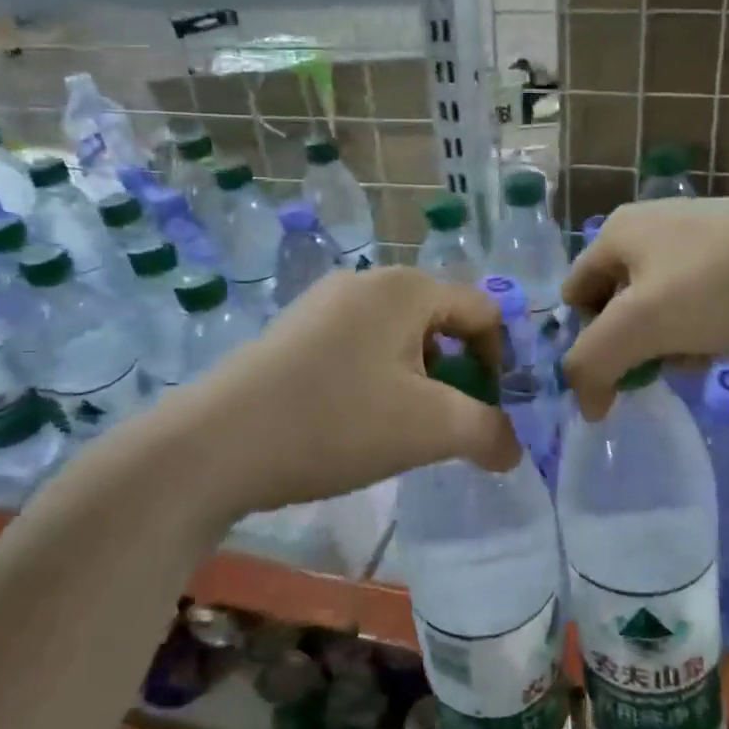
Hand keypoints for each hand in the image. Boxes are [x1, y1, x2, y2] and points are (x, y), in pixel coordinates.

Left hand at [177, 267, 520, 513]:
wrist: (216, 445)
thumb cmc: (337, 422)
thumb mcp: (431, 429)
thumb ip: (489, 432)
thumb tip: (512, 448)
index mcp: (406, 288)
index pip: (483, 311)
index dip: (500, 362)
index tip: (490, 413)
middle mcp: (366, 281)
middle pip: (440, 322)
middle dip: (456, 375)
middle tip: (445, 425)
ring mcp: (323, 303)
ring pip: (397, 337)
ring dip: (416, 380)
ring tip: (399, 429)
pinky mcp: (293, 331)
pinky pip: (357, 347)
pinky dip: (375, 380)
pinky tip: (353, 421)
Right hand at [560, 194, 728, 419]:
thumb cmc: (717, 284)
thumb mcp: (640, 325)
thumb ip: (593, 364)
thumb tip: (585, 403)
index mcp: (616, 233)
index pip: (575, 296)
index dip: (588, 340)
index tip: (621, 373)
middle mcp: (649, 227)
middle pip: (618, 303)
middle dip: (636, 343)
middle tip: (666, 365)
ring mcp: (696, 235)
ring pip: (661, 306)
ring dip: (672, 341)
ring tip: (703, 355)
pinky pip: (699, 299)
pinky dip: (704, 326)